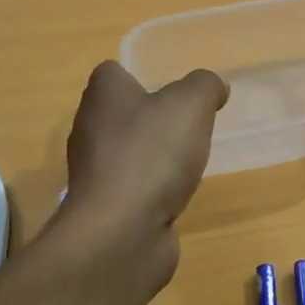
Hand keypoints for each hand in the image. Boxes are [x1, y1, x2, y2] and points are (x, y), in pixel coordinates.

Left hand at [57, 61, 228, 291]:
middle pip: (121, 113)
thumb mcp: (190, 105)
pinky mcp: (105, 207)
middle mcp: (90, 129)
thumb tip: (215, 85)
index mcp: (103, 96)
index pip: (113, 73)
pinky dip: (151, 190)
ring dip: (153, 156)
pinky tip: (174, 195)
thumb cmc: (152, 154)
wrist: (122, 231)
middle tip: (188, 125)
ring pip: (127, 152)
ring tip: (187, 161)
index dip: (142, 76)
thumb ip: (205, 86)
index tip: (173, 91)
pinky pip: (131, 187)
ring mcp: (95, 171)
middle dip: (152, 118)